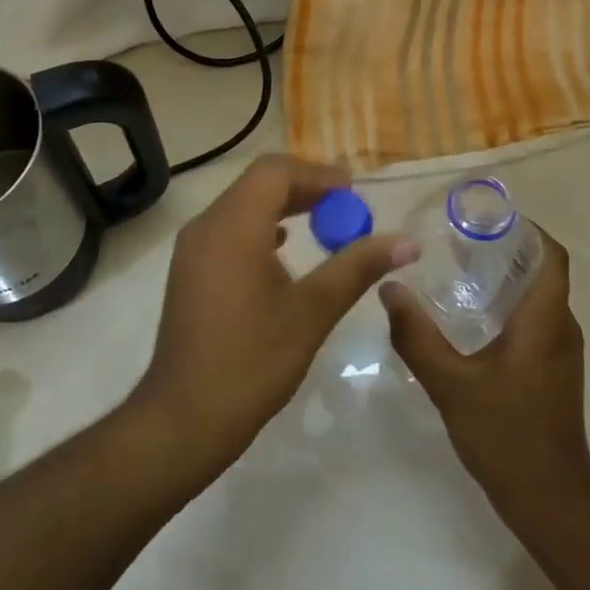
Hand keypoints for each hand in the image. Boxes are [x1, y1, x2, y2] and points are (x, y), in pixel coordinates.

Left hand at [134, 154, 416, 472]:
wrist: (184, 418)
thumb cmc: (252, 361)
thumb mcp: (312, 312)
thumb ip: (357, 268)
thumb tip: (406, 242)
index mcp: (234, 225)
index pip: (276, 171)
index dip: (317, 175)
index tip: (353, 193)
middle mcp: (207, 225)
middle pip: (258, 183)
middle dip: (304, 188)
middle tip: (345, 208)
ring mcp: (193, 247)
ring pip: (242, 204)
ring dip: (283, 206)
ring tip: (323, 225)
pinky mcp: (189, 269)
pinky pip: (229, 228)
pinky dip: (260, 227)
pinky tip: (283, 249)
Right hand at [380, 227, 589, 518]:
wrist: (551, 502)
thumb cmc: (506, 435)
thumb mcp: (451, 383)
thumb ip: (417, 335)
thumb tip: (389, 288)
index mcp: (545, 319)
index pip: (550, 254)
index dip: (525, 228)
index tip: (485, 218)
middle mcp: (560, 327)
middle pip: (541, 270)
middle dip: (504, 248)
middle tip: (457, 240)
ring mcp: (560, 351)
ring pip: (537, 295)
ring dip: (504, 276)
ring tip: (457, 270)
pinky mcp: (553, 371)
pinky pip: (534, 318)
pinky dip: (507, 304)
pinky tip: (470, 317)